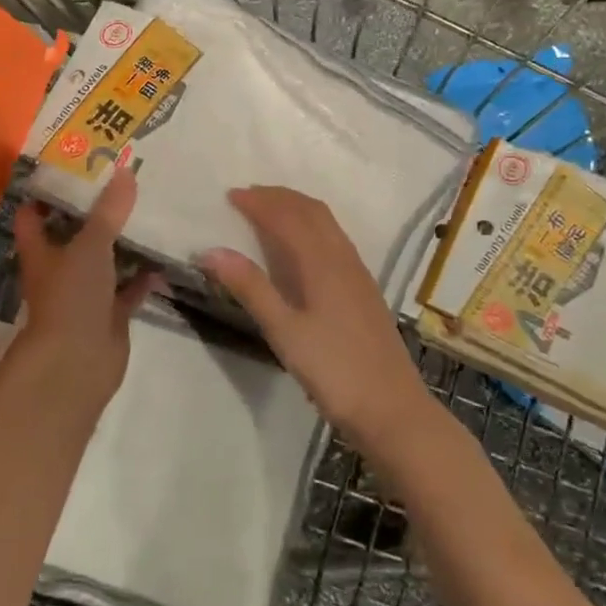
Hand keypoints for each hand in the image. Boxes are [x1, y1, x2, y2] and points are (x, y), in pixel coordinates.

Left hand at [12, 168, 155, 407]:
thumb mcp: (90, 245)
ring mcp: (85, 293)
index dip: (46, 192)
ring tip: (148, 210)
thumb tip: (125, 171)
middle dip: (94, 212)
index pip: (33, 215)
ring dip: (122, 242)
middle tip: (121, 181)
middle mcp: (59, 269)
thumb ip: (109, 210)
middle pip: (73, 234)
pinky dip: (144, 275)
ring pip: (104, 260)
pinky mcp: (109, 314)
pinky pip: (129, 288)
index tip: (71, 167)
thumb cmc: (71, 297)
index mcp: (41, 251)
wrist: (77, 364)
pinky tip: (165, 256)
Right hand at [200, 186, 431, 449]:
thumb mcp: (284, 332)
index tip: (230, 195)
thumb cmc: (334, 371)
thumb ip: (250, 288)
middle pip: (311, 211)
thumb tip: (211, 251)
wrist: (393, 410)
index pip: (287, 217)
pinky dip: (312, 226)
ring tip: (270, 211)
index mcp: (322, 263)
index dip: (259, 203)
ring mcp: (358, 274)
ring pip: (327, 224)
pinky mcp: (365, 290)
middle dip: (279, 197)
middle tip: (248, 196)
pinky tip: (303, 247)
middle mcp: (343, 258)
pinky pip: (335, 239)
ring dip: (297, 208)